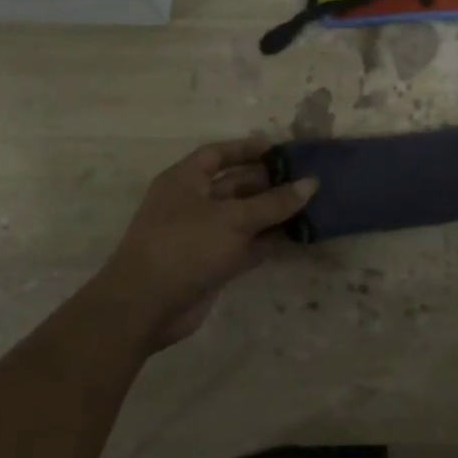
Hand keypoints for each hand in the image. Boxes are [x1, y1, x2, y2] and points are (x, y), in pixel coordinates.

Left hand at [102, 137, 316, 348]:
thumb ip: (274, 202)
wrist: (145, 307)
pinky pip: (245, 245)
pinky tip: (297, 236)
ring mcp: (201, 235)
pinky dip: (268, 240)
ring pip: (243, 217)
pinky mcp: (211, 264)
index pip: (218, 154)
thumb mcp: (233, 218)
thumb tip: (312, 183)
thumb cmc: (185, 246)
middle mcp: (192, 203)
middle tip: (306, 179)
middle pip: (234, 185)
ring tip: (310, 205)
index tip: (280, 150)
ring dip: (272, 213)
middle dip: (268, 182)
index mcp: (185, 180)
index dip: (247, 149)